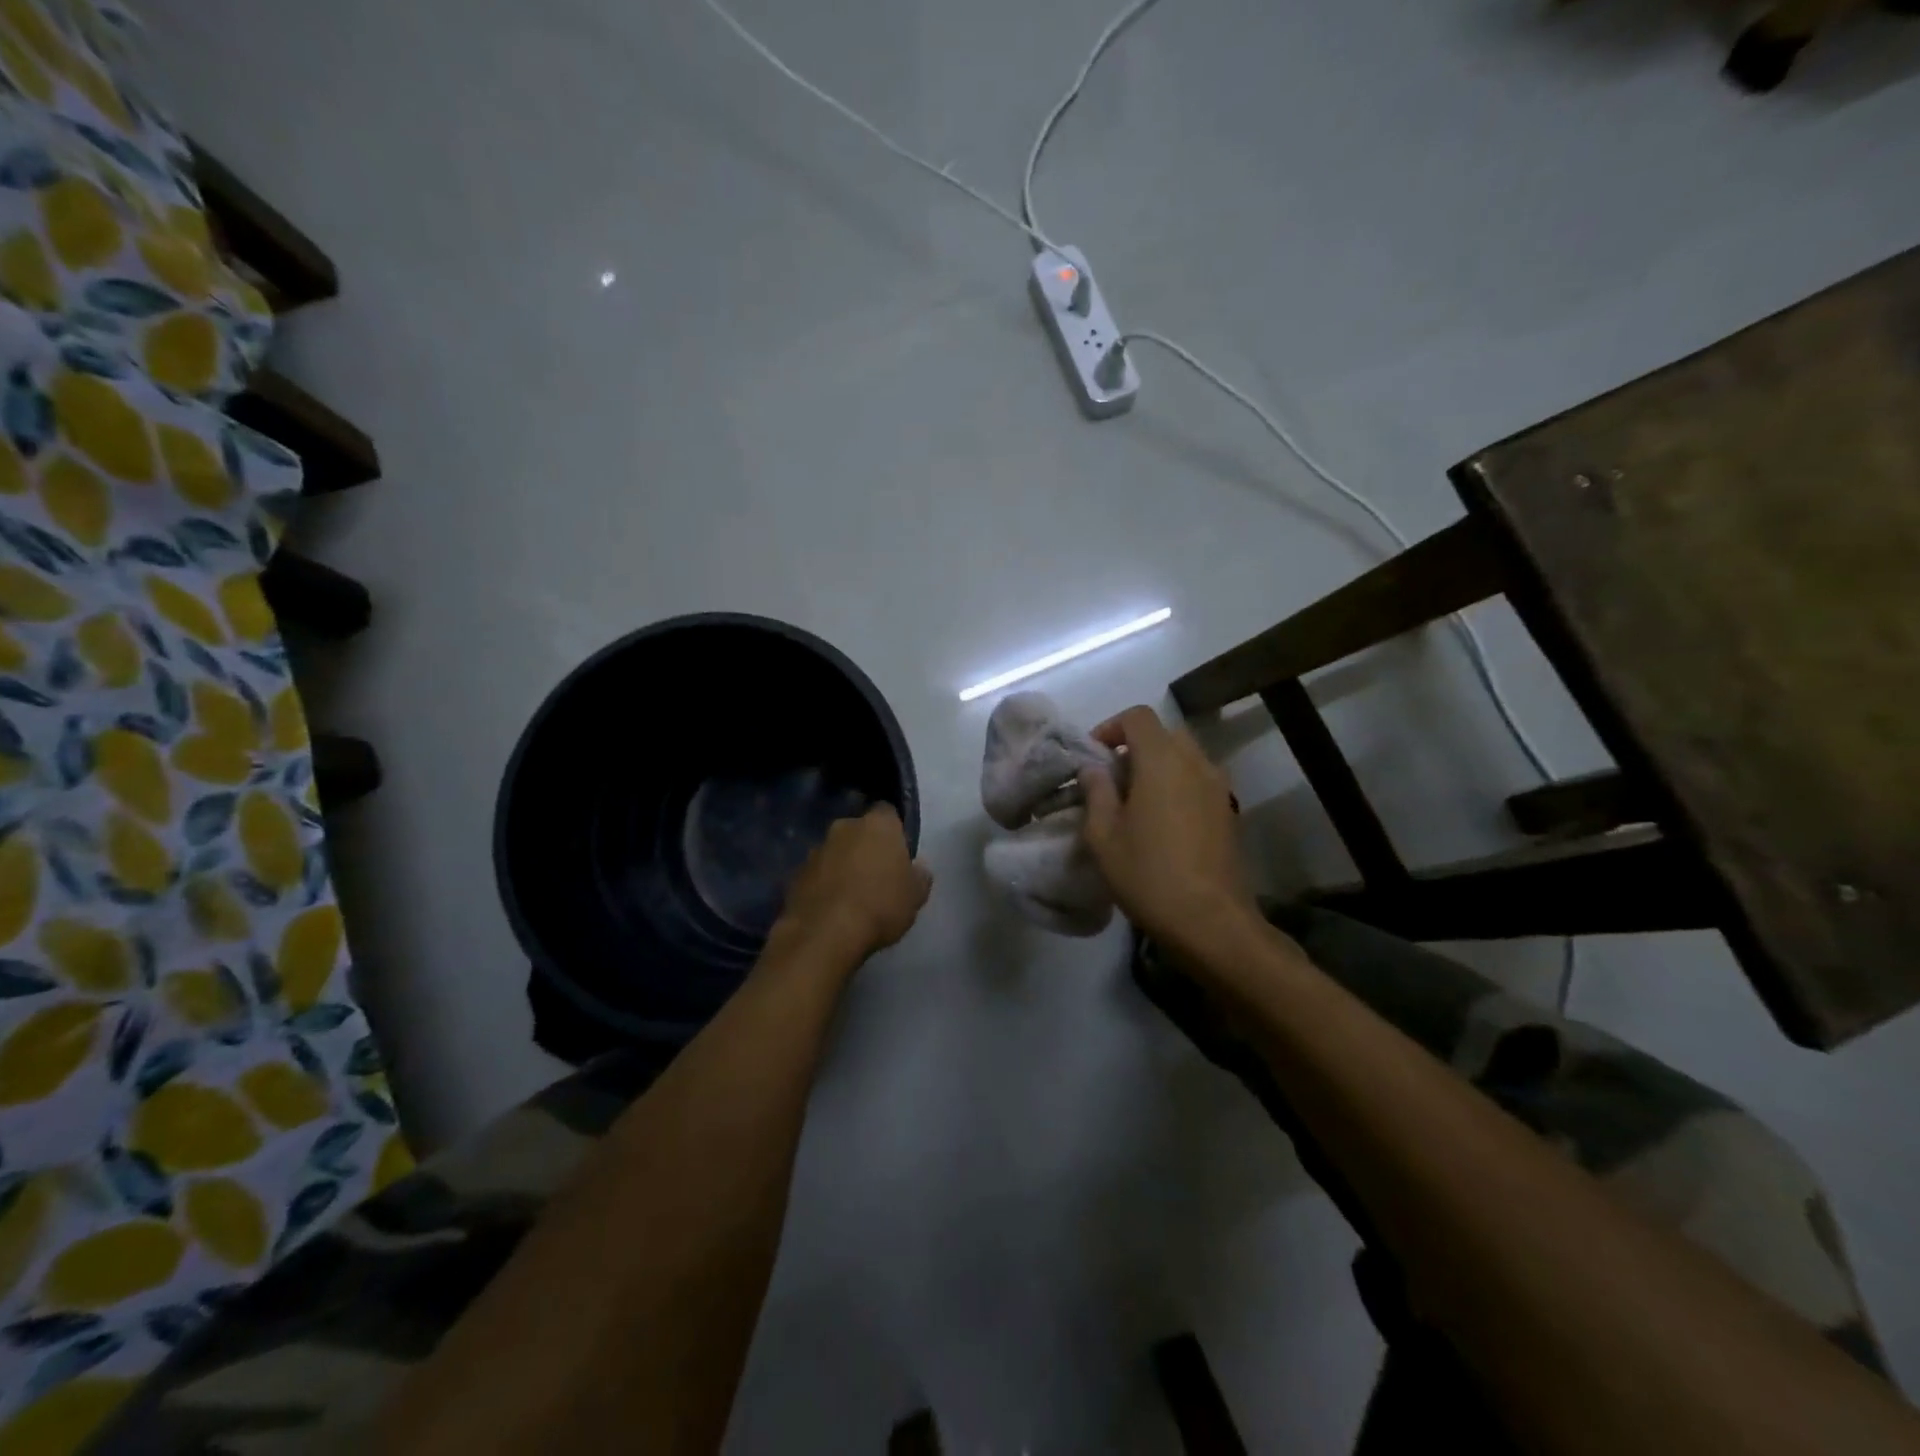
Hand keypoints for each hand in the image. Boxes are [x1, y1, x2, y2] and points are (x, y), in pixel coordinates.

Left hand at [775, 804, 932, 963]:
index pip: (888, 813)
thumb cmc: (880, 906)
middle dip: (866, 847)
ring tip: (852, 897)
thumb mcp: (916, 897)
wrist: (825, 934)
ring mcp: (816, 849)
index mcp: (878, 824)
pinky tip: (832, 909)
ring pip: (835, 852)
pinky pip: (817, 874)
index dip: (894, 831)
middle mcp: (844, 827)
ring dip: (843, 866)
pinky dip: (824, 885)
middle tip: (876, 875)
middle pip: (859, 831)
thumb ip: (920, 876)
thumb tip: (918, 867)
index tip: (898, 853)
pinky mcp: (795, 874)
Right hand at [1080, 706, 1259, 957]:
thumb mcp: (1104, 836)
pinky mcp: (1229, 811)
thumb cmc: (1148, 874)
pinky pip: (1198, 781)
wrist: (1210, 921)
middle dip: (1136, 746)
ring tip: (1136, 802)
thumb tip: (1093, 768)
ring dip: (1158, 766)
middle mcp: (1196, 763)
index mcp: (1162, 761)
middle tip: (1113, 779)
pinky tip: (1162, 823)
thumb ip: (1096, 792)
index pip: (1138, 717)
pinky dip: (1177, 785)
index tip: (1094, 756)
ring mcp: (1218, 787)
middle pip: (1165, 734)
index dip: (1111, 727)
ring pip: (1185, 757)